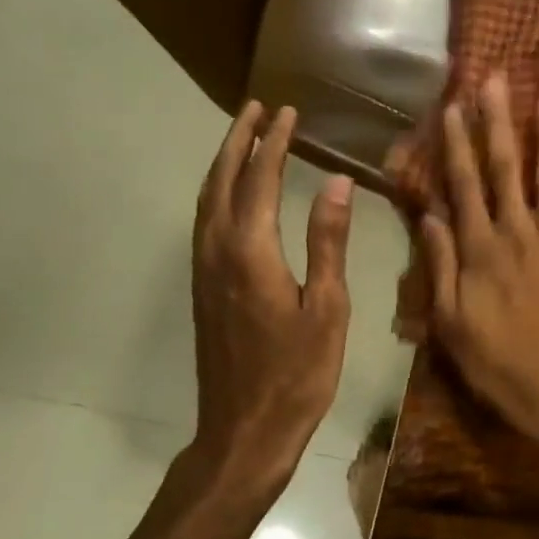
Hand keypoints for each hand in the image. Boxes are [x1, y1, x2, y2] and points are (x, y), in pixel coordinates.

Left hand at [192, 102, 353, 495]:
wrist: (244, 431)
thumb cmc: (298, 374)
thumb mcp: (327, 308)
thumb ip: (328, 241)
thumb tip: (336, 183)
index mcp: (251, 252)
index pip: (259, 179)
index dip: (273, 142)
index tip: (287, 111)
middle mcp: (217, 251)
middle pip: (222, 180)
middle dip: (238, 140)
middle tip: (255, 107)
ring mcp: (203, 270)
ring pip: (206, 200)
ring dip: (223, 162)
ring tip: (242, 137)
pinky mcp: (202, 288)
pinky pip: (204, 221)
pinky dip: (216, 192)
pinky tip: (231, 194)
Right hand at [421, 74, 538, 447]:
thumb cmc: (497, 364)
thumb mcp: (450, 323)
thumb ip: (441, 265)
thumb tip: (429, 215)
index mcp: (481, 249)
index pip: (463, 185)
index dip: (456, 144)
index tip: (451, 106)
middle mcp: (518, 234)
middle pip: (506, 169)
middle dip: (498, 122)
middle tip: (494, 80)